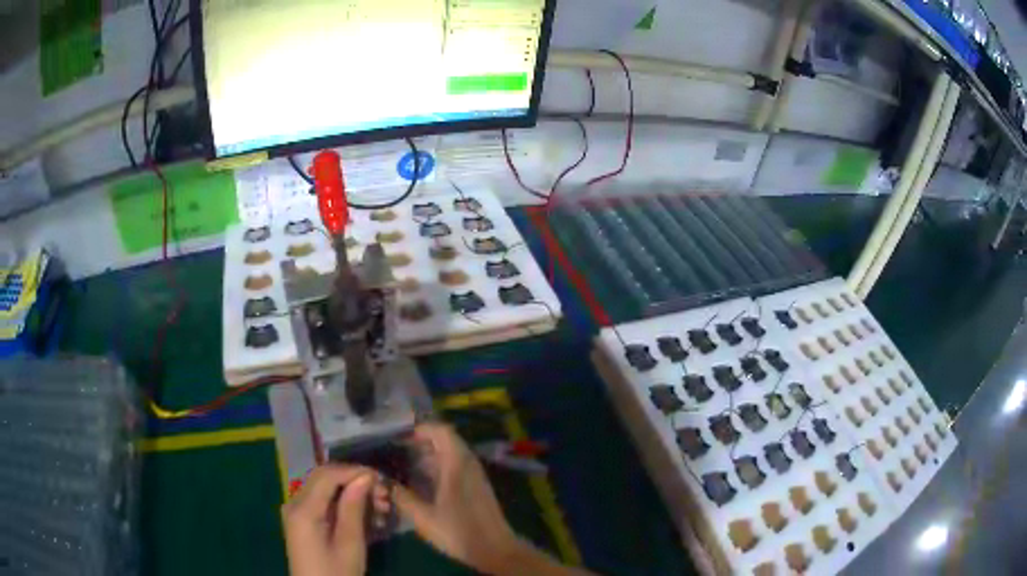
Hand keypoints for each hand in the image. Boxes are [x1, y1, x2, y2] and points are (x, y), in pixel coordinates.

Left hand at [283, 464, 390, 575]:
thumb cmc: (336, 573)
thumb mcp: (350, 543)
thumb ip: (353, 508)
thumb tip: (365, 477)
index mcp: (303, 509)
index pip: (327, 475)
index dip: (354, 471)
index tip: (381, 479)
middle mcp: (294, 503)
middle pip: (324, 477)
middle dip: (354, 480)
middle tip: (382, 493)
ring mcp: (296, 511)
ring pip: (324, 488)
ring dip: (350, 492)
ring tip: (379, 506)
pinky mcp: (301, 520)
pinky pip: (322, 501)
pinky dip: (342, 503)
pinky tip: (363, 515)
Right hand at [392, 423, 521, 573]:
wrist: (494, 549)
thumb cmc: (459, 530)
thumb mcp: (424, 517)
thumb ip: (401, 496)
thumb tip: (382, 480)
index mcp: (457, 463)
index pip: (440, 430)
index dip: (418, 429)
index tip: (396, 436)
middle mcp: (468, 463)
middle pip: (444, 440)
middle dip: (419, 442)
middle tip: (393, 450)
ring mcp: (474, 474)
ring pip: (449, 453)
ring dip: (427, 455)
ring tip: (401, 463)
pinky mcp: (475, 485)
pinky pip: (454, 465)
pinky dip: (437, 466)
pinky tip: (420, 480)